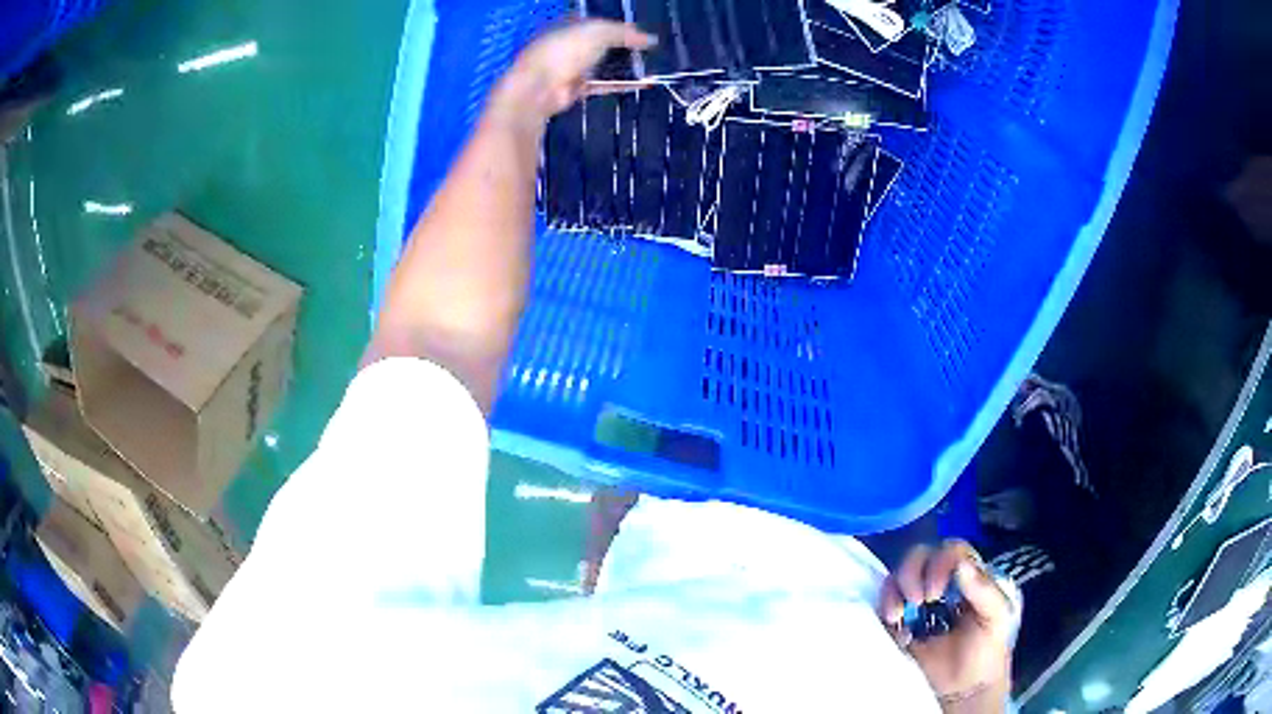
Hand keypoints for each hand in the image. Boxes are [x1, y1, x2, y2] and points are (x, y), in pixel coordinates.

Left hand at [490, 20, 655, 128]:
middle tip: (647, 49)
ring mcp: (568, 69)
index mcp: (567, 26)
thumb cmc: (565, 50)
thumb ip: (625, 33)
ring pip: (601, 65)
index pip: (594, 22)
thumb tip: (651, 39)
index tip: (637, 31)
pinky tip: (641, 83)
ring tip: (649, 66)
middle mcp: (567, 46)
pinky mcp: (573, 90)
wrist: (539, 87)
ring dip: (623, 66)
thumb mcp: (599, 33)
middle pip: (598, 44)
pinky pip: (602, 85)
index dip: (615, 25)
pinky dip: (620, 84)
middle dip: (620, 46)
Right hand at [878, 541, 1014, 707]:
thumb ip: (984, 590)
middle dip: (913, 573)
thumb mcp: (997, 618)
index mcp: (968, 576)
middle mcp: (941, 582)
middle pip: (921, 556)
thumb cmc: (986, 651)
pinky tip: (892, 622)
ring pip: (899, 575)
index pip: (952, 552)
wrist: (963, 689)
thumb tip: (960, 565)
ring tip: (898, 614)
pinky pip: (884, 601)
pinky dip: (884, 605)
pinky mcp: (898, 621)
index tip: (936, 591)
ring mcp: (917, 601)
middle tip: (918, 600)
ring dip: (895, 589)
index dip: (941, 563)